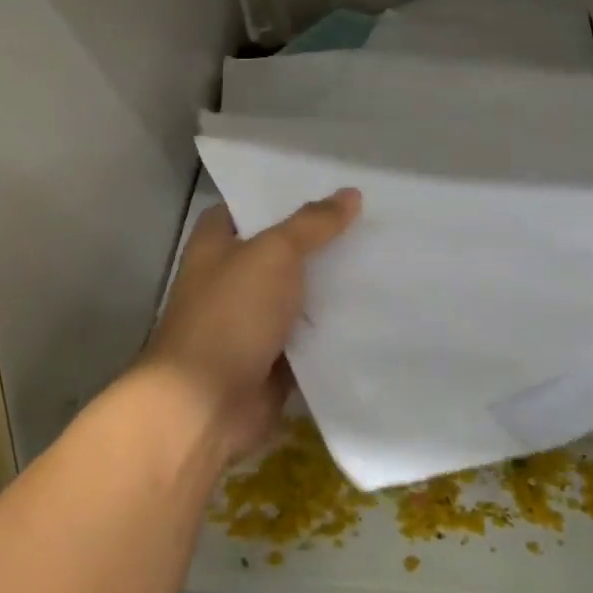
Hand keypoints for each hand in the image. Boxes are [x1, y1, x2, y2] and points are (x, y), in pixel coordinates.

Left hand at [140, 189, 360, 462]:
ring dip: (334, 285)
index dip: (285, 197)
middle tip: (374, 223)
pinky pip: (311, 336)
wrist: (206, 403)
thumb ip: (312, 224)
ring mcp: (253, 321)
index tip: (332, 189)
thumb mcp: (274, 254)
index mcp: (217, 245)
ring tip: (386, 261)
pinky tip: (377, 311)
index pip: (251, 207)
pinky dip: (335, 328)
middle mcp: (232, 279)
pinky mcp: (274, 358)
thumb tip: (351, 194)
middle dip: (322, 241)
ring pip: (300, 294)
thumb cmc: (230, 314)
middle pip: (283, 251)